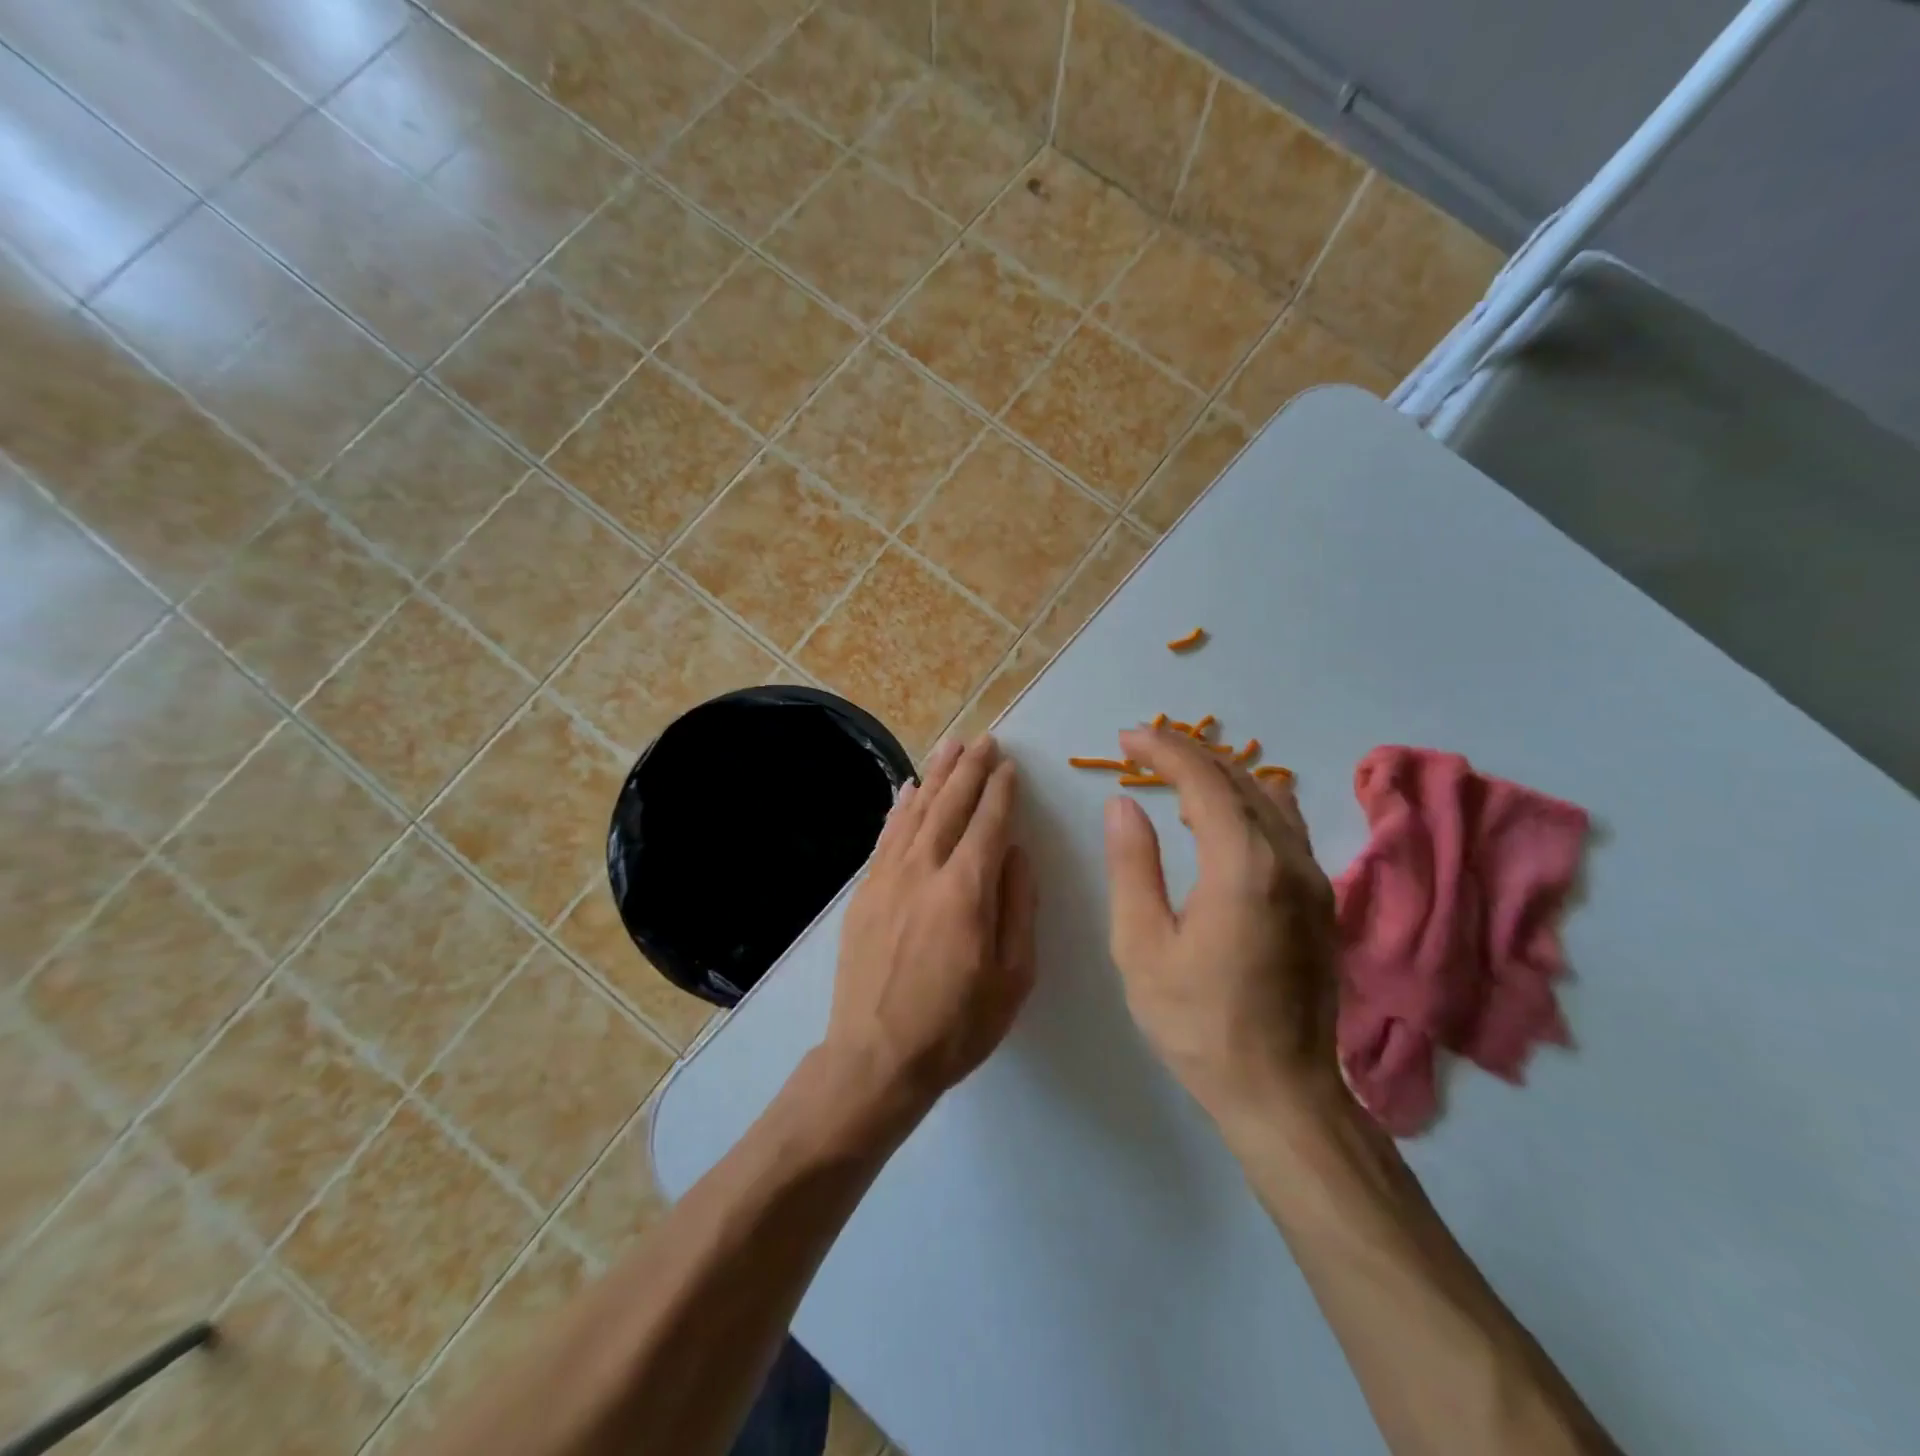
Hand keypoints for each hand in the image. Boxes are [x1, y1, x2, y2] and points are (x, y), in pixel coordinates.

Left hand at [827, 736, 1037, 1109]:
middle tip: (984, 740)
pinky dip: (899, 807)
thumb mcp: (1012, 978)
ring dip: (935, 776)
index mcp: (965, 890)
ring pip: (915, 812)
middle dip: (969, 769)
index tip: (1009, 765)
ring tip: (951, 747)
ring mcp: (887, 878)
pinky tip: (907, 789)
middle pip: (949, 806)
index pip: (988, 824)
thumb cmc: (956, 1026)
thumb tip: (1017, 853)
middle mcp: (924, 870)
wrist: (875, 1058)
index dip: (1001, 791)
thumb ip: (1018, 908)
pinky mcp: (864, 892)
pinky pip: (885, 836)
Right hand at [1103, 727, 1340, 1126]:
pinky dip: (1250, 802)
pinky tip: (1228, 813)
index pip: (1203, 780)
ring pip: (1268, 798)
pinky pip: (1286, 825)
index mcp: (1243, 866)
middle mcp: (1288, 858)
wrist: (1283, 1093)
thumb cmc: (1198, 1023)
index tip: (1125, 739)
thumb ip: (1133, 866)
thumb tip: (1124, 804)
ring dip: (1220, 775)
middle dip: (1187, 754)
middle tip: (1141, 749)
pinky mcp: (1321, 899)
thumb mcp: (1142, 946)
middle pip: (1239, 779)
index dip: (1162, 750)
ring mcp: (1313, 878)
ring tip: (1175, 776)